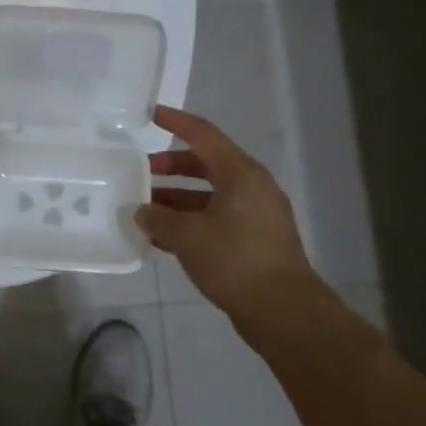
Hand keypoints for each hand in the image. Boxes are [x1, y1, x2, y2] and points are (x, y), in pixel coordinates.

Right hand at [137, 106, 322, 337]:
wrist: (283, 311)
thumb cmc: (235, 261)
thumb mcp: (188, 237)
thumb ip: (159, 218)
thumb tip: (142, 211)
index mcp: (240, 174)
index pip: (203, 135)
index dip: (176, 122)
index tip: (151, 114)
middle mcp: (251, 187)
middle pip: (206, 164)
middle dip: (171, 166)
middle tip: (141, 171)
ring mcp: (256, 215)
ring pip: (209, 195)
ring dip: (177, 199)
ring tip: (145, 209)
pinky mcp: (255, 241)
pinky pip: (216, 219)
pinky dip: (191, 222)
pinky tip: (164, 237)